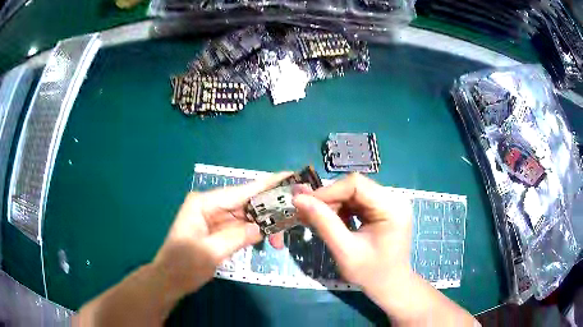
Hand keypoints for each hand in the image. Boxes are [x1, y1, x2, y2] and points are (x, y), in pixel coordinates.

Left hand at [152, 173, 289, 298]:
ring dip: (265, 226)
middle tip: (293, 222)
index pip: (241, 191)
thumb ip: (237, 237)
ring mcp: (215, 218)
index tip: (290, 176)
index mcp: (204, 203)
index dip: (267, 184)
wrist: (169, 280)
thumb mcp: (210, 252)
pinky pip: (243, 227)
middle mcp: (211, 206)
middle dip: (270, 212)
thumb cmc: (183, 265)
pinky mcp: (219, 230)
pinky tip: (268, 241)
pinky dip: (256, 233)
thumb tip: (263, 227)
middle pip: (247, 203)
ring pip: (248, 216)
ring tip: (279, 242)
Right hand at [292, 174, 414, 312]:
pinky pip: (358, 201)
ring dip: (334, 205)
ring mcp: (390, 203)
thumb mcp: (345, 251)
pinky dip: (342, 210)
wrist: (389, 285)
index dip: (328, 191)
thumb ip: (323, 223)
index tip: (305, 204)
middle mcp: (394, 199)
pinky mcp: (383, 209)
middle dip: (329, 199)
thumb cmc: (370, 273)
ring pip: (354, 193)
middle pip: (355, 187)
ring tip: (318, 220)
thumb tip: (298, 199)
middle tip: (307, 213)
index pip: (356, 184)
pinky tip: (333, 222)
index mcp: (392, 207)